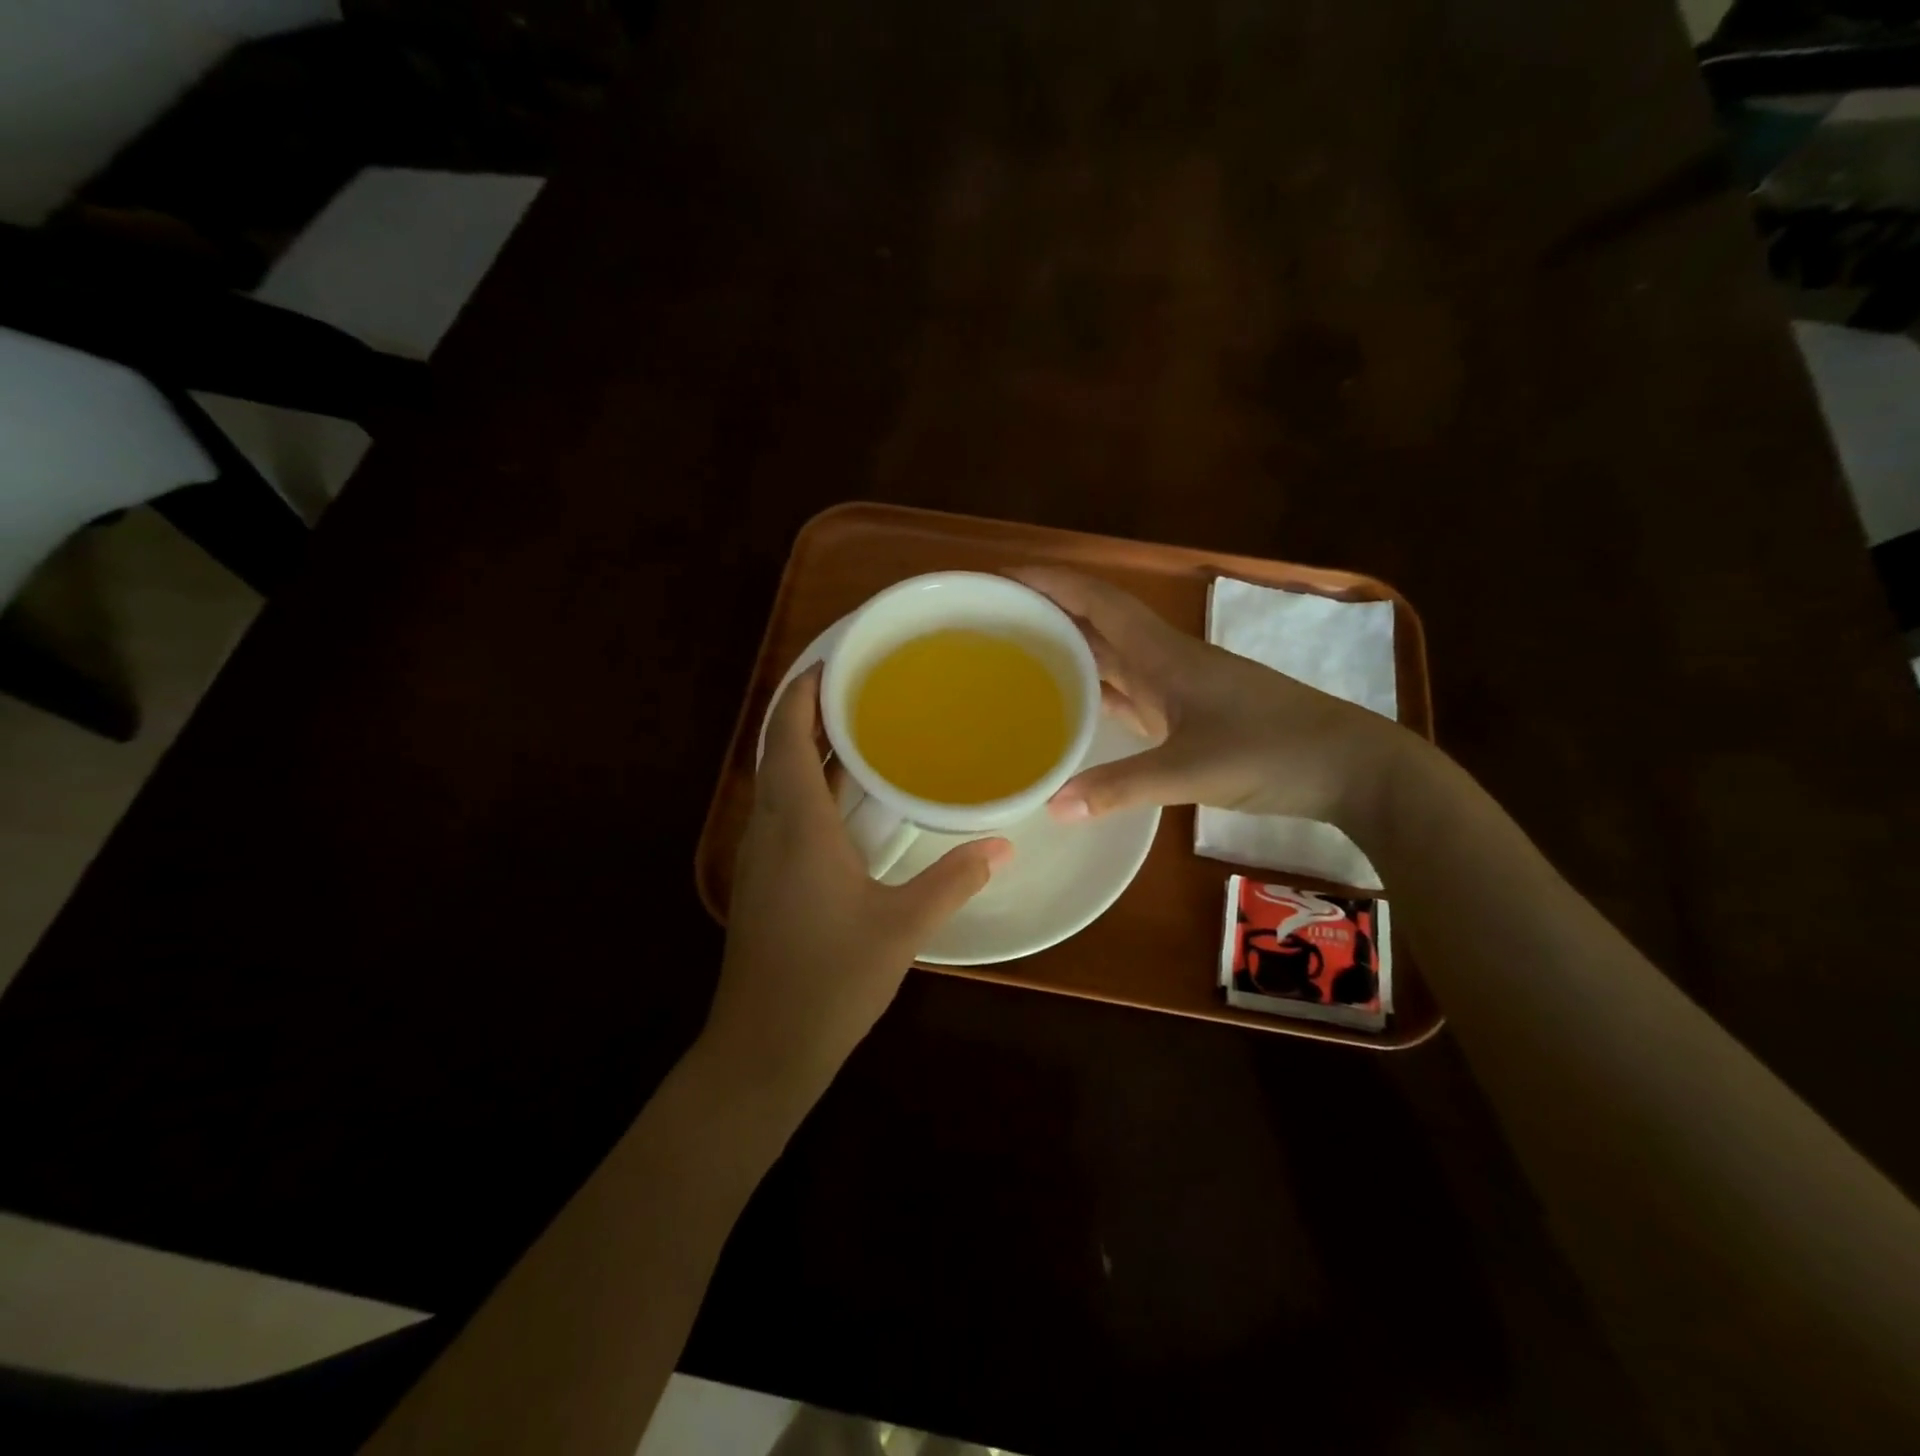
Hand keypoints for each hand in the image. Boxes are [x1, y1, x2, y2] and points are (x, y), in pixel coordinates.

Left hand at [705, 666, 1011, 1104]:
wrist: (763, 1049)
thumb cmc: (830, 980)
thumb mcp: (902, 927)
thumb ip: (954, 880)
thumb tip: (1004, 845)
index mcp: (797, 825)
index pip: (786, 736)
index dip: (801, 692)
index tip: (833, 662)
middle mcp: (769, 829)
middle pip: (778, 750)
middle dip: (809, 712)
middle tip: (860, 689)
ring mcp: (759, 857)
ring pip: (777, 782)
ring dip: (807, 750)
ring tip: (858, 732)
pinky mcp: (762, 882)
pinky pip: (781, 812)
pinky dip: (807, 787)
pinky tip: (845, 802)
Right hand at [1009, 567, 1407, 829]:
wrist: (1350, 767)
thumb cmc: (1273, 751)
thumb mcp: (1192, 770)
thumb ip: (1121, 787)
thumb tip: (1052, 807)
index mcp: (1163, 654)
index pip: (1097, 601)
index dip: (1050, 582)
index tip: (1000, 578)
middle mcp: (1164, 661)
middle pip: (1096, 623)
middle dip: (1047, 613)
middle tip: (991, 624)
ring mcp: (1177, 687)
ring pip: (1111, 657)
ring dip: (1068, 650)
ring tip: (1016, 659)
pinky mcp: (1186, 714)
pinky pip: (1127, 691)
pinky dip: (1094, 690)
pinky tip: (1070, 705)